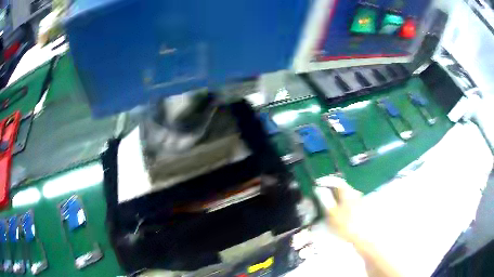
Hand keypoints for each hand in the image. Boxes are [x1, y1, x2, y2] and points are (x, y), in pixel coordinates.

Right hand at [315, 177, 361, 241]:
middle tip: (320, 194)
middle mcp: (355, 192)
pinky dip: (341, 202)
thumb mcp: (331, 213)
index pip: (336, 180)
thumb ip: (325, 199)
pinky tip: (337, 212)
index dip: (325, 181)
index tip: (316, 184)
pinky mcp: (361, 207)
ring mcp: (359, 200)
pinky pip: (348, 201)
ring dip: (336, 196)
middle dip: (330, 189)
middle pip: (341, 186)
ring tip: (327, 205)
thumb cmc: (346, 224)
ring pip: (345, 194)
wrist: (363, 236)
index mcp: (347, 192)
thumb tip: (319, 189)